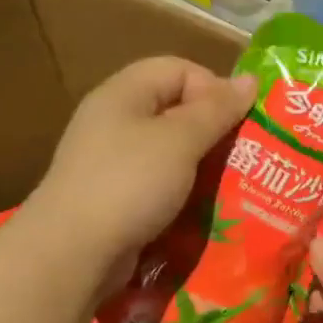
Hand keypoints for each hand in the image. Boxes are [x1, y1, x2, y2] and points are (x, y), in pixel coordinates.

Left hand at [28, 57, 255, 289]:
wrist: (72, 253)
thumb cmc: (129, 184)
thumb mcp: (180, 140)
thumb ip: (216, 110)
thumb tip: (250, 80)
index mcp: (123, 94)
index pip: (178, 70)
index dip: (213, 88)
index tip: (241, 121)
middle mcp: (114, 122)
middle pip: (174, 111)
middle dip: (213, 131)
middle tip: (245, 156)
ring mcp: (110, 163)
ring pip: (169, 152)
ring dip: (201, 167)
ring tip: (232, 186)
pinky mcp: (113, 200)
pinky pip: (157, 186)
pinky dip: (182, 194)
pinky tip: (203, 212)